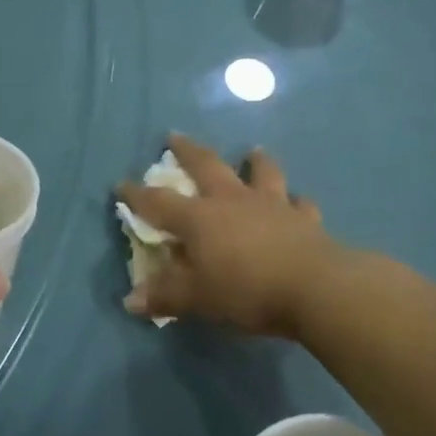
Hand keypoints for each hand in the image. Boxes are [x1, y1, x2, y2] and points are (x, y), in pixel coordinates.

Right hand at [117, 134, 338, 338]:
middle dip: (188, 151)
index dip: (137, 194)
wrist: (314, 287)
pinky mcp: (304, 218)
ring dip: (255, 161)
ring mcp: (272, 205)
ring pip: (261, 173)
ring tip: (253, 151)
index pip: (159, 202)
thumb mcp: (198, 299)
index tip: (121, 183)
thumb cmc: (246, 291)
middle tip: (175, 135)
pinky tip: (298, 201)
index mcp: (200, 219)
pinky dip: (296, 201)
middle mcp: (233, 201)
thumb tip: (130, 300)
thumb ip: (165, 295)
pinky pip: (300, 203)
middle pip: (207, 166)